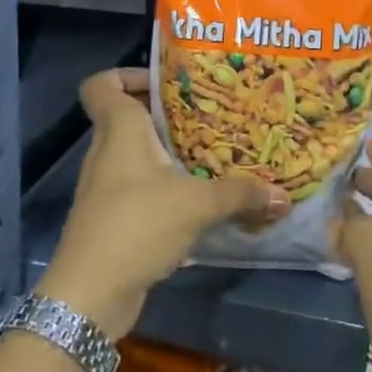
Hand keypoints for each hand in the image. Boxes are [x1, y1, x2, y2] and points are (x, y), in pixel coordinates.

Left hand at [38, 68, 287, 340]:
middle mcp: (106, 151)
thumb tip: (282, 195)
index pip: (101, 84)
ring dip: (166, 152)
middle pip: (126, 116)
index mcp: (119, 129)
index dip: (126, 74)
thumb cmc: (136, 225)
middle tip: (206, 114)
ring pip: (135, 154)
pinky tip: (195, 199)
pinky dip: (162, 186)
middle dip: (164, 113)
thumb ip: (240, 194)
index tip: (164, 82)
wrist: (88, 297)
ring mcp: (105, 187)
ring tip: (208, 154)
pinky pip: (138, 187)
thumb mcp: (197, 204)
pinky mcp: (111, 219)